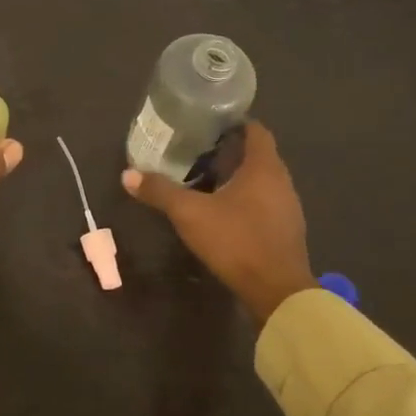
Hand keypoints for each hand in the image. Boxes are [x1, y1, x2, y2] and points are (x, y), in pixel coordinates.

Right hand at [121, 121, 315, 323]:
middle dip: (228, 150)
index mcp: (264, 167)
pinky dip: (244, 199)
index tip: (207, 122)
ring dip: (236, 176)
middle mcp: (281, 181)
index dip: (232, 122)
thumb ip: (160, 191)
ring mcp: (287, 207)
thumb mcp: (190, 214)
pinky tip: (220, 209)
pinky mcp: (285, 230)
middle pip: (256, 154)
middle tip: (195, 149)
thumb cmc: (237, 241)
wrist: (278, 293)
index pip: (255, 129)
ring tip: (203, 178)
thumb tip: (128, 175)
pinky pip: (263, 202)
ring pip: (260, 180)